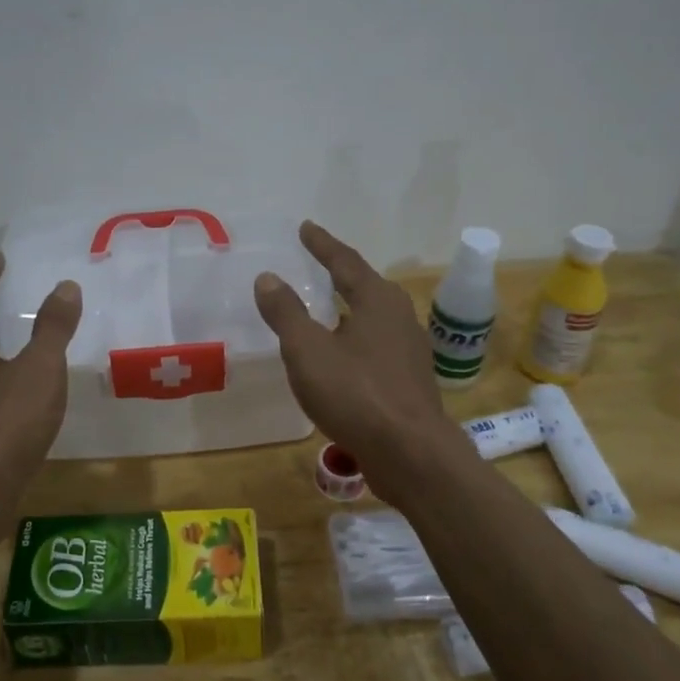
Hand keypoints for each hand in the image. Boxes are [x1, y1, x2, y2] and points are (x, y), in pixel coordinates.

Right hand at [254, 222, 467, 483]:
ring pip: (373, 318)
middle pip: (366, 286)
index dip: (322, 244)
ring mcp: (410, 350)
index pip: (345, 262)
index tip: (305, 228)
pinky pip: (376, 346)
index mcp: (377, 300)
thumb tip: (268, 277)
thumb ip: (286, 312)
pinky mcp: (410, 380)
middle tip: (317, 263)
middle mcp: (400, 317)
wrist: (410, 453)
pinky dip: (355, 339)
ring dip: (349, 308)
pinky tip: (342, 356)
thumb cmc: (355, 393)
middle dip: (341, 273)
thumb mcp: (308, 350)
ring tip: (328, 308)